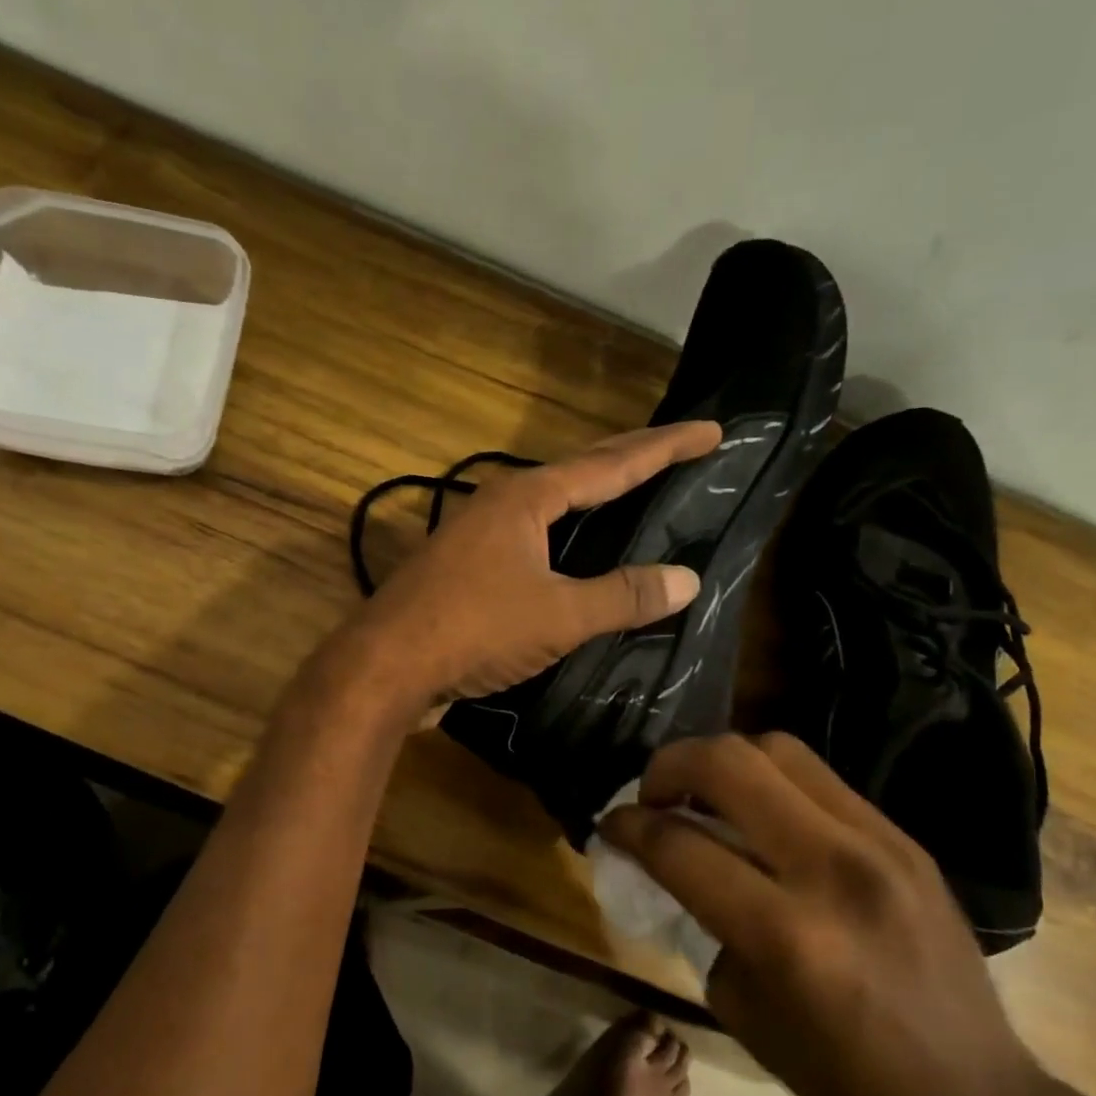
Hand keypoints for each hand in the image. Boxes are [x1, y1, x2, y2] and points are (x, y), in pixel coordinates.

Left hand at [343, 422, 720, 709]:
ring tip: (633, 499)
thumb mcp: (558, 615)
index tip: (711, 431)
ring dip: (592, 501)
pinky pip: (529, 542)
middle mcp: (499, 505)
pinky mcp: (463, 571)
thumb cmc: (474, 628)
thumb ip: (622, 596)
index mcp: (526, 498)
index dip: (665, 448)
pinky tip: (574, 561)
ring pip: (549, 509)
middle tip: (678, 451)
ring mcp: (476, 537)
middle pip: (578, 474)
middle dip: (631, 462)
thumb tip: (687, 579)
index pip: (611, 463)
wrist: (385, 665)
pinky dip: (563, 542)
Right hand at [601, 732, 1095, 1095]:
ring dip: (721, 761)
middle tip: (652, 795)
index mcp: (786, 934)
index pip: (680, 845)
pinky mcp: (904, 837)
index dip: (628, 825)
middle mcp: (834, 870)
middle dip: (669, 766)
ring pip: (777, 748)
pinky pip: (818, 777)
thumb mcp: (739, 1005)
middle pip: (729, 764)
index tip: (610, 824)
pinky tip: (760, 813)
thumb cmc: (840, 1074)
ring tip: (704, 793)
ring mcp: (880, 844)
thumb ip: (699, 916)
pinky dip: (770, 780)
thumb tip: (668, 858)